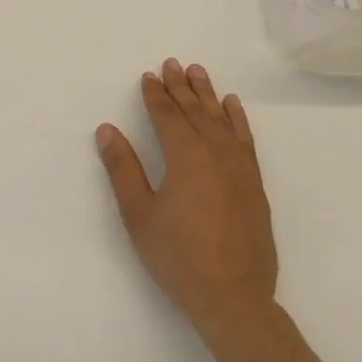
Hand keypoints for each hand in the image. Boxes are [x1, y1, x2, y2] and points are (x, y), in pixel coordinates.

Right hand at [96, 59, 277, 348]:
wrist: (234, 298)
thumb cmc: (179, 257)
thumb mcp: (139, 214)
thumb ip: (123, 169)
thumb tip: (107, 130)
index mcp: (184, 156)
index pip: (167, 116)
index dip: (156, 95)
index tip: (149, 76)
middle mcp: (214, 152)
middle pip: (194, 110)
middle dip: (180, 86)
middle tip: (172, 63)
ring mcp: (239, 166)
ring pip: (220, 118)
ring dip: (207, 94)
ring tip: (198, 72)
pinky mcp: (254, 183)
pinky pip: (245, 138)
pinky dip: (237, 118)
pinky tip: (232, 106)